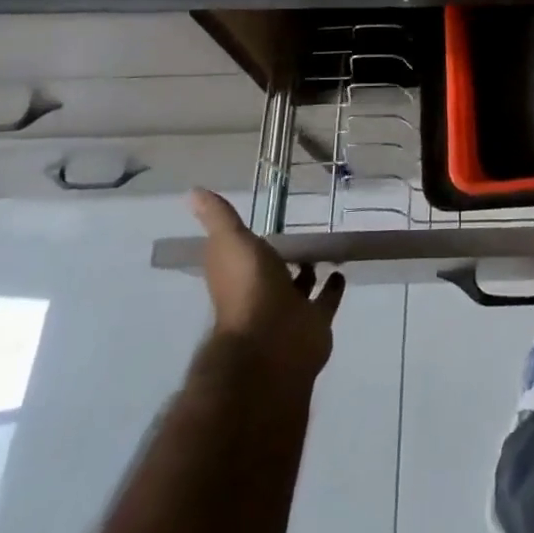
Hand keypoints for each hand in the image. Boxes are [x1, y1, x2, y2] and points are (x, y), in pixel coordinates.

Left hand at [190, 190, 344, 380]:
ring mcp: (289, 309)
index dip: (249, 239)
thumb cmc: (248, 287)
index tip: (265, 221)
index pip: (242, 253)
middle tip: (304, 231)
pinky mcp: (315, 321)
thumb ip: (218, 217)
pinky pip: (326, 300)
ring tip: (325, 247)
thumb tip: (192, 191)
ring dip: (310, 271)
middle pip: (273, 270)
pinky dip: (333, 287)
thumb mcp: (231, 242)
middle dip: (284, 256)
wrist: (273, 341)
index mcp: (238, 274)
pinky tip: (341, 269)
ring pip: (301, 286)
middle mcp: (262, 292)